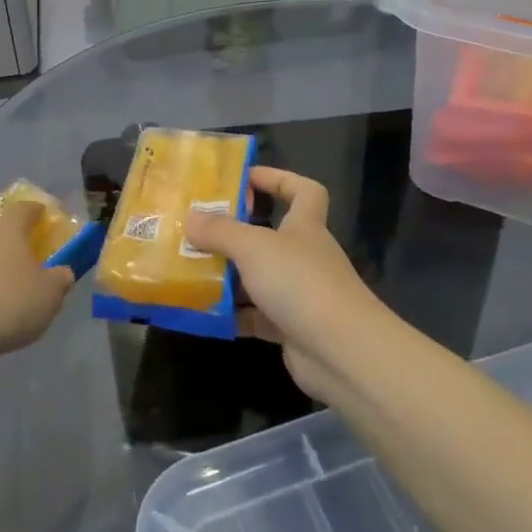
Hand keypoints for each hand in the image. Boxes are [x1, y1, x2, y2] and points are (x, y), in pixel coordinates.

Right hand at [182, 168, 389, 401]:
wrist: (342, 352)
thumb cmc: (300, 282)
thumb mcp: (253, 247)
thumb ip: (220, 231)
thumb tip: (190, 216)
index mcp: (305, 226)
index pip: (303, 190)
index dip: (278, 179)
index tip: (245, 179)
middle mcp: (304, 256)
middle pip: (271, 235)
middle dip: (236, 233)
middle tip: (198, 231)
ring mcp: (300, 294)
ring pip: (259, 277)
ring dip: (229, 275)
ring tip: (189, 270)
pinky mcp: (291, 329)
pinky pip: (255, 316)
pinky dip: (232, 315)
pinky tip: (203, 312)